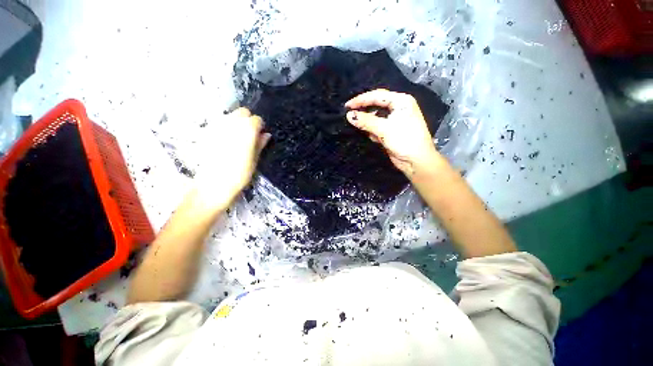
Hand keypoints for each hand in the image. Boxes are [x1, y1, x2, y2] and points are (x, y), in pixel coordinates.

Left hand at [194, 108, 269, 207]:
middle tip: (249, 135)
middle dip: (248, 120)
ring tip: (237, 138)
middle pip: (242, 112)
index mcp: (247, 130)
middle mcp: (232, 124)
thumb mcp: (254, 159)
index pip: (257, 119)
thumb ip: (260, 144)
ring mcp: (217, 126)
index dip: (260, 127)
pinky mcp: (206, 132)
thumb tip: (266, 135)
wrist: (213, 184)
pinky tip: (225, 141)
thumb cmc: (239, 174)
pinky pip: (219, 123)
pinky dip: (225, 127)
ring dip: (236, 122)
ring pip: (230, 116)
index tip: (260, 136)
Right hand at [345, 89, 439, 175]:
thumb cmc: (404, 140)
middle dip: (363, 109)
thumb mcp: (384, 129)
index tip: (347, 106)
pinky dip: (372, 130)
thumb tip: (349, 115)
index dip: (361, 100)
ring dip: (367, 122)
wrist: (416, 161)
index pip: (377, 96)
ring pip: (376, 117)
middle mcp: (398, 108)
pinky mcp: (391, 131)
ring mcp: (395, 120)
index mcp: (401, 101)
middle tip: (349, 113)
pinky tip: (370, 136)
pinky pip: (377, 127)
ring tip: (356, 124)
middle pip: (376, 105)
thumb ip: (366, 121)